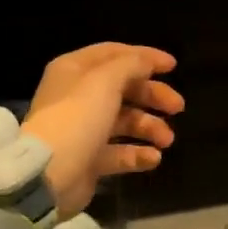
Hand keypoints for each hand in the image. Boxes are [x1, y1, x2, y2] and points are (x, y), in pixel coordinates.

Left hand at [23, 44, 183, 216]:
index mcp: (75, 70)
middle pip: (123, 88)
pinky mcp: (89, 159)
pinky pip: (119, 153)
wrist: (49, 174)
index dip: (144, 57)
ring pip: (124, 121)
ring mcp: (84, 130)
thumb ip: (131, 65)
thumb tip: (148, 61)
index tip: (173, 66)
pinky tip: (153, 158)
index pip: (114, 54)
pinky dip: (138, 154)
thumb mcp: (105, 81)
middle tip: (178, 107)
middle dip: (153, 96)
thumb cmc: (77, 118)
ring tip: (167, 140)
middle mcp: (78, 96)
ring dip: (149, 127)